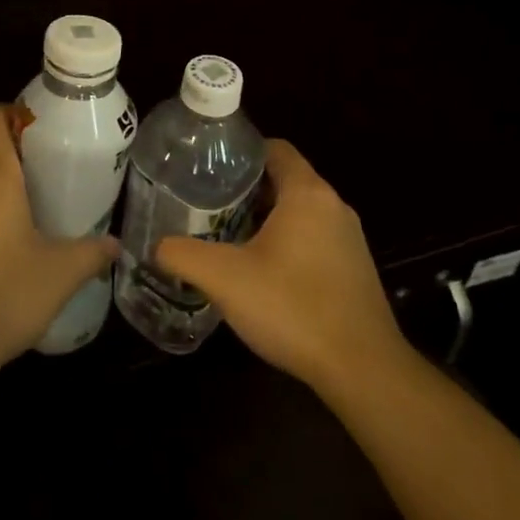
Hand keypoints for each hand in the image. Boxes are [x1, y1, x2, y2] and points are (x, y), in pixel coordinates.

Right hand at [156, 139, 405, 395]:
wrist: (363, 370)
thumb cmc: (293, 307)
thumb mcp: (224, 278)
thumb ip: (183, 255)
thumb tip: (157, 246)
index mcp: (307, 193)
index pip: (274, 148)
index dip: (241, 153)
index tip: (210, 170)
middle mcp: (333, 206)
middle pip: (285, 179)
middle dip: (247, 190)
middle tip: (209, 205)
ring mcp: (350, 239)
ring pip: (300, 212)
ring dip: (267, 219)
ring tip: (229, 237)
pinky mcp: (356, 269)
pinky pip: (315, 239)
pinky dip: (288, 244)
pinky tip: (264, 273)